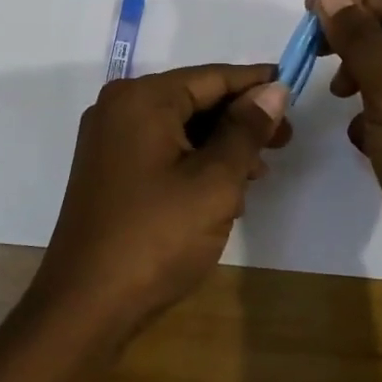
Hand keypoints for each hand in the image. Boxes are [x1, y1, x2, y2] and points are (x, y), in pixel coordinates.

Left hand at [25, 65, 289, 351]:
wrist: (86, 304)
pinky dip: (194, 161)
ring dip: (220, 144)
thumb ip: (246, 131)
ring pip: (179, 126)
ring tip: (259, 172)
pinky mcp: (108, 169)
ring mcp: (109, 139)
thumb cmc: (156, 236)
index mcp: (142, 98)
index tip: (294, 89)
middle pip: (193, 98)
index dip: (256, 83)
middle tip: (285, 141)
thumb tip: (273, 89)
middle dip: (240, 118)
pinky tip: (223, 190)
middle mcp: (119, 107)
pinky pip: (160, 148)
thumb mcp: (214, 182)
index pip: (211, 77)